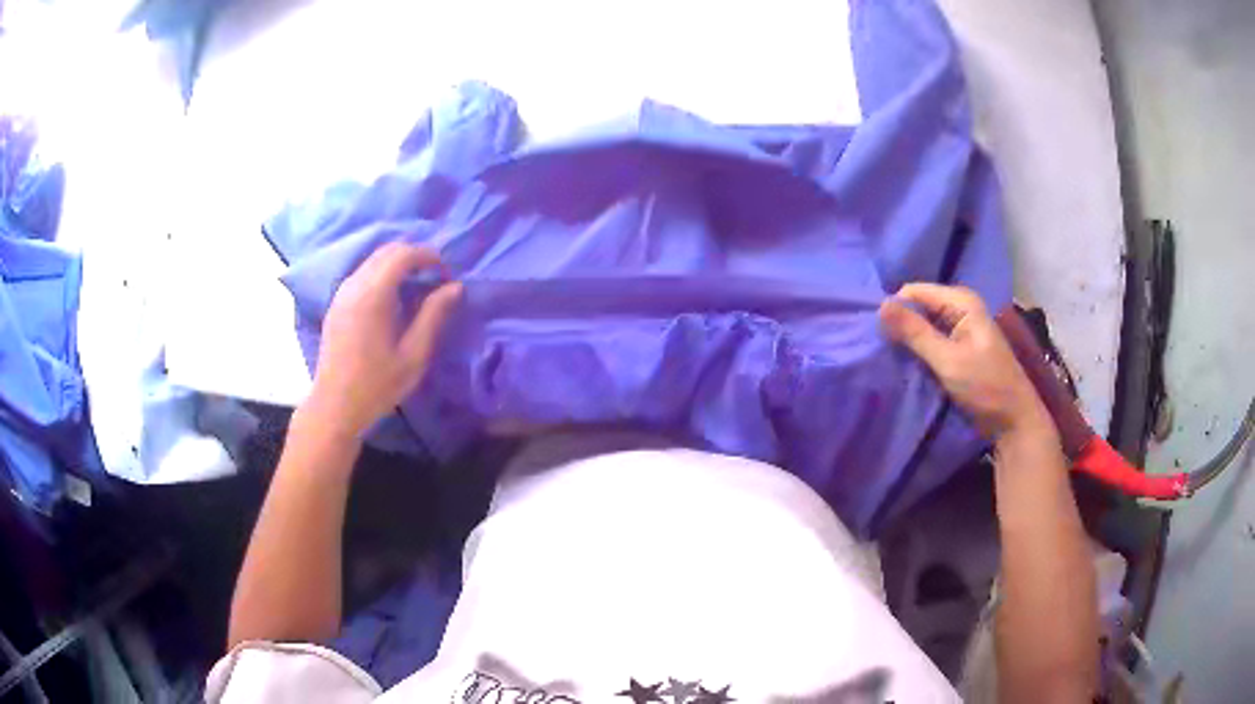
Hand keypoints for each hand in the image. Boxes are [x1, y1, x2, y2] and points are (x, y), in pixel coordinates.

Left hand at [304, 243, 461, 439]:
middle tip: (435, 278)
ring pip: (373, 260)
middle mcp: (354, 285)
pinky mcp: (336, 304)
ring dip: (398, 264)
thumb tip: (455, 287)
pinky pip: (362, 274)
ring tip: (417, 287)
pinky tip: (393, 300)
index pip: (403, 255)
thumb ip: (434, 316)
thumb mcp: (414, 355)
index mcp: (373, 295)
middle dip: (414, 256)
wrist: (335, 406)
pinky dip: (382, 274)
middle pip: (387, 251)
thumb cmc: (377, 385)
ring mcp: (341, 293)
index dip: (429, 257)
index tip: (446, 275)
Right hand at [878, 283, 1051, 440]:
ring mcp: (960, 328)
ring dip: (908, 340)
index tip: (877, 336)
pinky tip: (907, 365)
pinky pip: (931, 340)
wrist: (1014, 421)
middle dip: (901, 325)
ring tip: (890, 359)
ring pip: (923, 325)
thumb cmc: (986, 388)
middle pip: (918, 307)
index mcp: (962, 302)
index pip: (914, 292)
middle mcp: (960, 308)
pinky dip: (919, 351)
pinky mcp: (959, 348)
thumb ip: (915, 333)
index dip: (895, 310)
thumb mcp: (948, 360)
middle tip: (881, 350)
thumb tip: (880, 306)